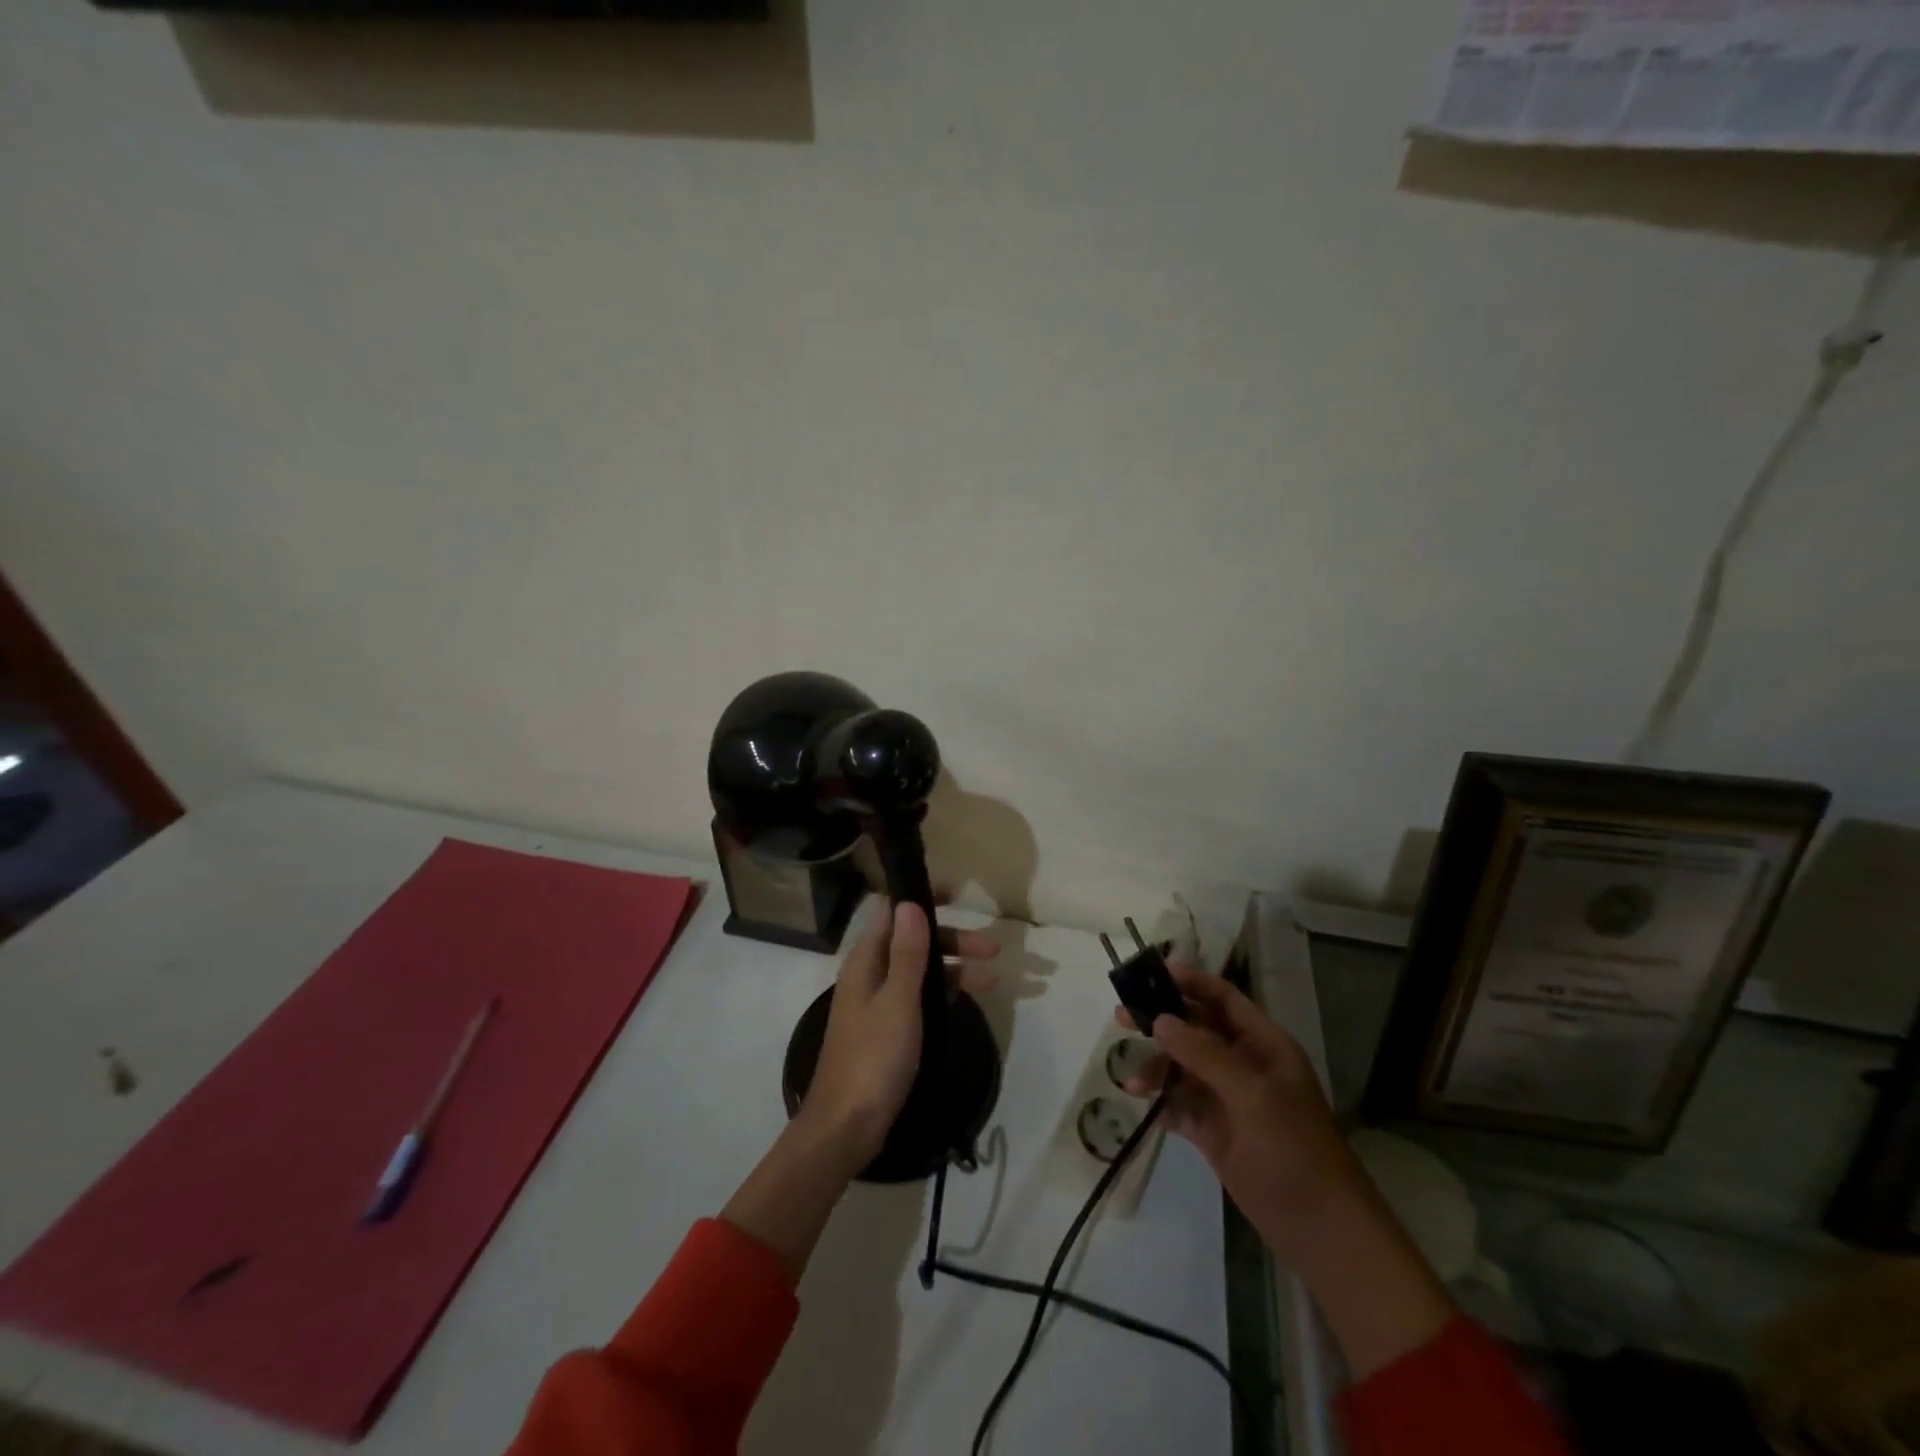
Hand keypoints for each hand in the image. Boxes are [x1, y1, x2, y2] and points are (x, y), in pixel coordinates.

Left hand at [799, 901, 998, 1173]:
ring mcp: (878, 1003)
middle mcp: (870, 975)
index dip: (919, 898)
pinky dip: (943, 993)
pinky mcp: (888, 1029)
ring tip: (993, 978)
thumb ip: (907, 953)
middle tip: (993, 947)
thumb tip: (911, 902)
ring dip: (954, 968)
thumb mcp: (897, 1001)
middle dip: (951, 939)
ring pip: (920, 971)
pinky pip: (919, 997)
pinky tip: (968, 999)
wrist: (847, 1126)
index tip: (956, 892)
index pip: (891, 913)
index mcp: (865, 961)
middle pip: (912, 941)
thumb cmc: (873, 1058)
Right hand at [1119, 965, 1453, 1377]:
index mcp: (1263, 1045)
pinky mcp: (1213, 1132)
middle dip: (1160, 1020)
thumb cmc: (1294, 1149)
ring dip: (1156, 1067)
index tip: (1151, 972)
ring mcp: (1227, 1099)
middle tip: (1122, 1016)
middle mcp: (1243, 1064)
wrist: (1320, 1230)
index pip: (1223, 998)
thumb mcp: (1252, 1094)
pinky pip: (1180, 1104)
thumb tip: (1160, 1020)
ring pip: (1182, 1067)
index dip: (1190, 982)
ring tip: (1130, 1080)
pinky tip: (1142, 1103)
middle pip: (1195, 1028)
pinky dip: (1160, 1100)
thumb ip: (1204, 1054)